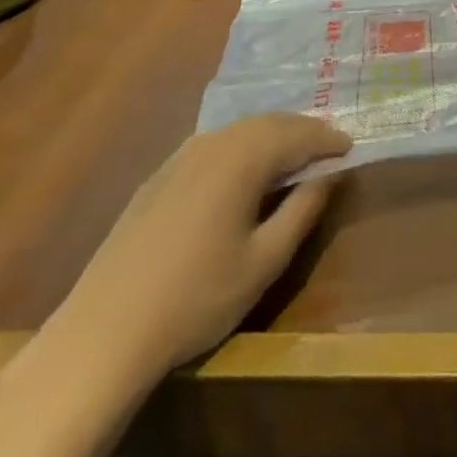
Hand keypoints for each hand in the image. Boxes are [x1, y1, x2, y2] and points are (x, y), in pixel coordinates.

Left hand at [52, 113, 350, 384]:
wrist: (104, 333)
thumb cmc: (196, 299)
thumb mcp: (264, 261)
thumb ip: (302, 210)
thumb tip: (329, 174)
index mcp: (242, 159)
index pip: (298, 134)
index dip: (329, 140)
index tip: (352, 148)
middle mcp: (212, 144)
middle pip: (268, 123)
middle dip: (303, 130)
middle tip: (329, 147)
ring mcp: (180, 157)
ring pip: (239, 130)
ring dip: (273, 135)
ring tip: (294, 155)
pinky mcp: (159, 176)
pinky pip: (214, 144)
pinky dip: (243, 146)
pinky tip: (245, 169)